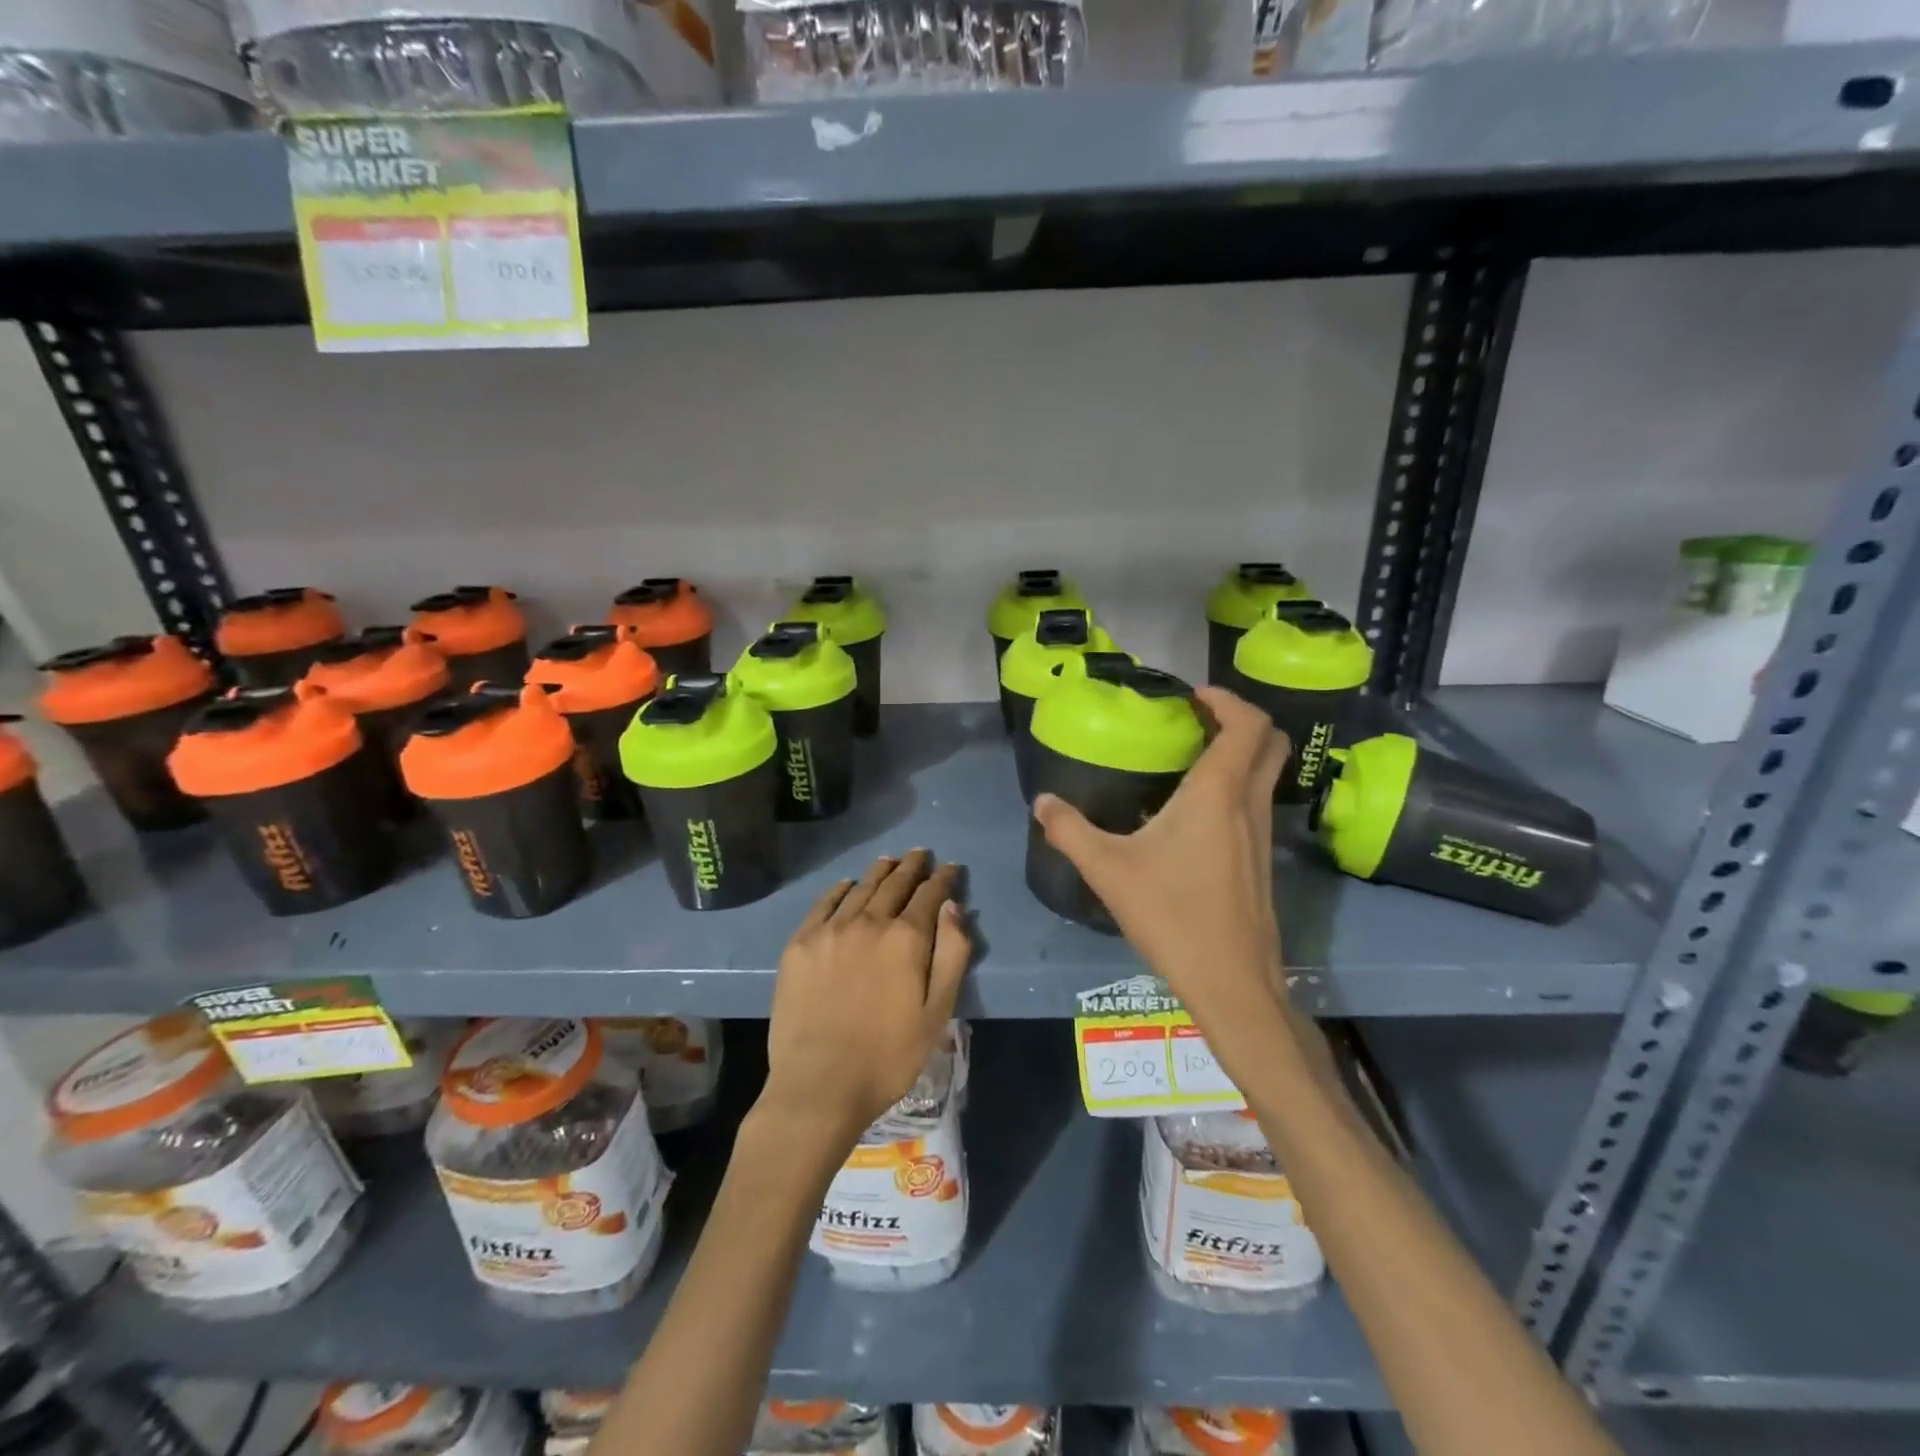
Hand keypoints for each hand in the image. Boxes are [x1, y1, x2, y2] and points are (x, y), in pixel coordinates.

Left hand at [759, 850, 970, 1152]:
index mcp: (906, 938)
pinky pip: (824, 904)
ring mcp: (830, 930)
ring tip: (889, 862)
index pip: (930, 895)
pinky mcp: (800, 944)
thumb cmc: (889, 1055)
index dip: (943, 878)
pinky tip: (847, 885)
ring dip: (879, 872)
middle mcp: (869, 922)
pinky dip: (840, 889)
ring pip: (860, 888)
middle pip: (894, 884)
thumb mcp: (938, 1011)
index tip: (950, 867)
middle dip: (912, 867)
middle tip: (920, 854)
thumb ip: (952, 954)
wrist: (819, 1085)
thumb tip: (952, 906)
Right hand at [1033, 687, 1288, 1029]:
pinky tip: (1195, 815)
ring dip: (1240, 754)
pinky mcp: (1262, 862)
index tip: (1193, 696)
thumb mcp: (1108, 870)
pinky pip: (1257, 804)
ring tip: (1190, 759)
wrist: (1231, 982)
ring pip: (1267, 775)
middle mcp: (1248, 806)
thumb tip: (1042, 801)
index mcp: (1217, 794)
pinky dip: (1237, 788)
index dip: (1227, 699)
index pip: (1247, 725)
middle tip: (1198, 720)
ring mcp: (1262, 835)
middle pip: (1270, 743)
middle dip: (1241, 720)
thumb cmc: (1172, 916)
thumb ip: (1070, 831)